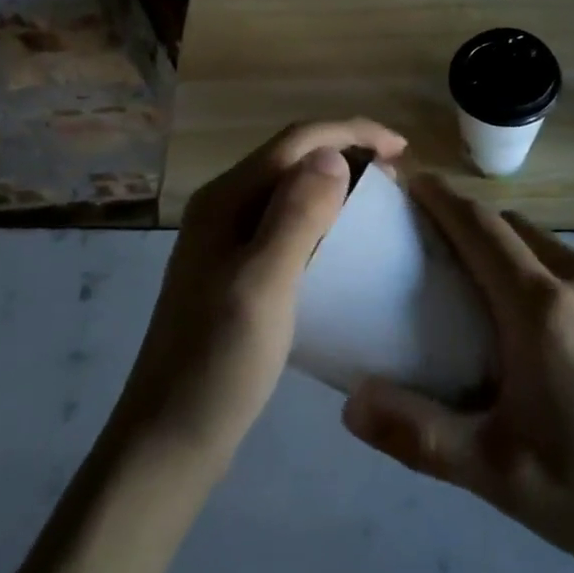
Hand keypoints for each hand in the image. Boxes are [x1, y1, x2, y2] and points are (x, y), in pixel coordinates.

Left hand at [112, 119, 406, 472]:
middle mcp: (223, 207)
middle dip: (348, 152)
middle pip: (293, 157)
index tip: (403, 150)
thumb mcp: (263, 284)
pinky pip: (287, 221)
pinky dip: (323, 215)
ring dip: (337, 182)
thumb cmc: (219, 363)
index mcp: (226, 199)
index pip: (296, 140)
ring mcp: (226, 239)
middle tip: (397, 178)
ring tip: (380, 201)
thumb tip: (333, 154)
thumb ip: (297, 214)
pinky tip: (344, 240)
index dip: (352, 132)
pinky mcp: (235, 269)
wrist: (170, 440)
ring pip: (291, 188)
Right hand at [341, 175, 573, 572]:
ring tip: (498, 300)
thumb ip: (420, 435)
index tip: (412, 181)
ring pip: (555, 249)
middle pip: (516, 228)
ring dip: (517, 255)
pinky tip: (564, 337)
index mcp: (541, 305)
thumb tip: (351, 403)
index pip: (479, 225)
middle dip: (474, 225)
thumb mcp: (500, 475)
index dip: (442, 197)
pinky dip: (556, 279)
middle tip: (440, 252)